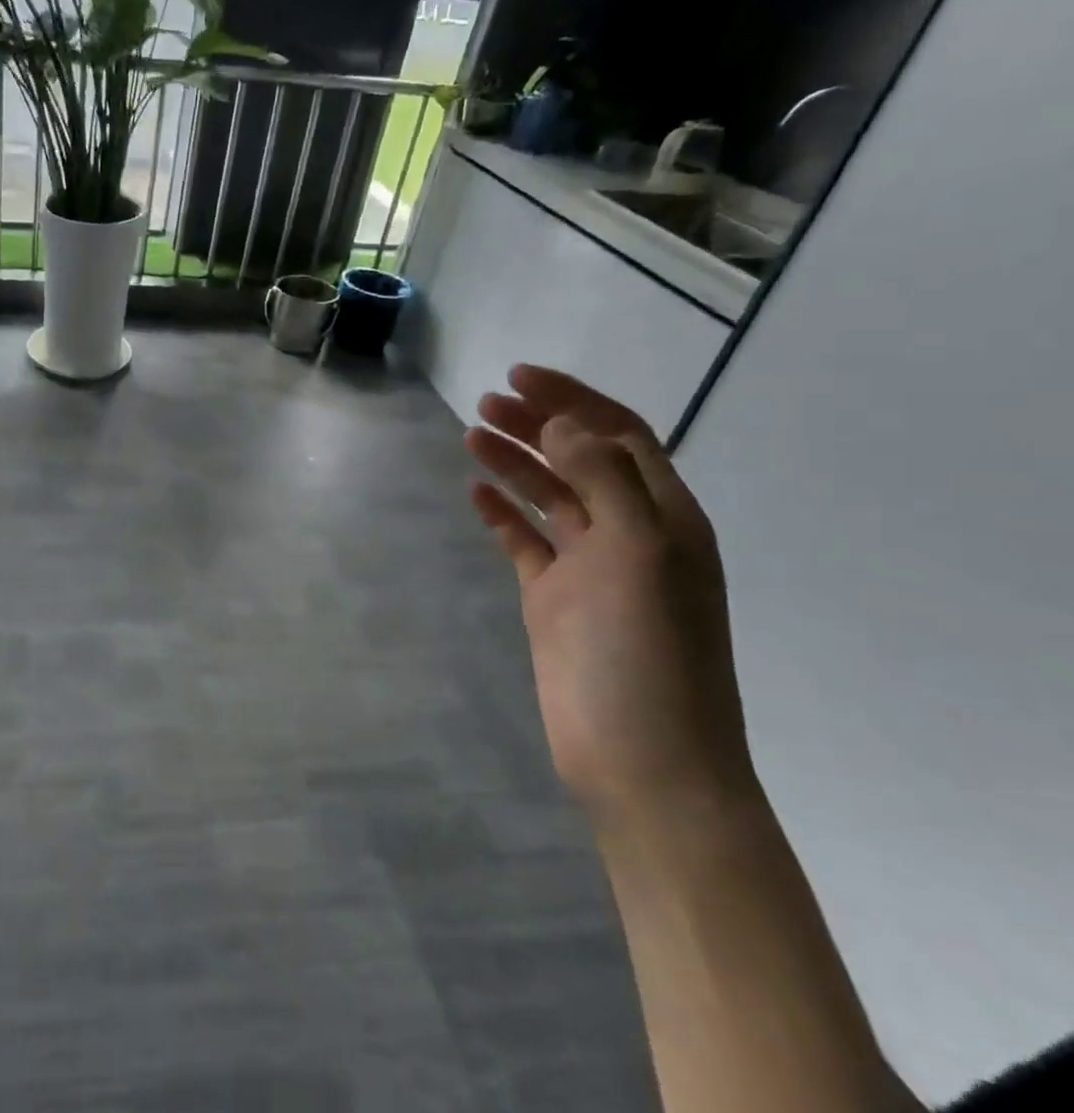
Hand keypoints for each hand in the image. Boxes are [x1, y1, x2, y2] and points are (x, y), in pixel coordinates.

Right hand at [464, 365, 756, 824]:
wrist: (641, 760)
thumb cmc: (648, 652)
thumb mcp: (638, 552)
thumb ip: (604, 480)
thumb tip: (563, 423)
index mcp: (664, 516)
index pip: (619, 435)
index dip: (572, 401)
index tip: (518, 377)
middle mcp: (629, 533)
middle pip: (579, 458)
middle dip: (537, 424)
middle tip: (485, 403)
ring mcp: (589, 567)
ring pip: (549, 496)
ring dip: (514, 462)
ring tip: (471, 436)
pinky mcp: (555, 598)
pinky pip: (525, 541)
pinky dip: (502, 513)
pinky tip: (476, 494)